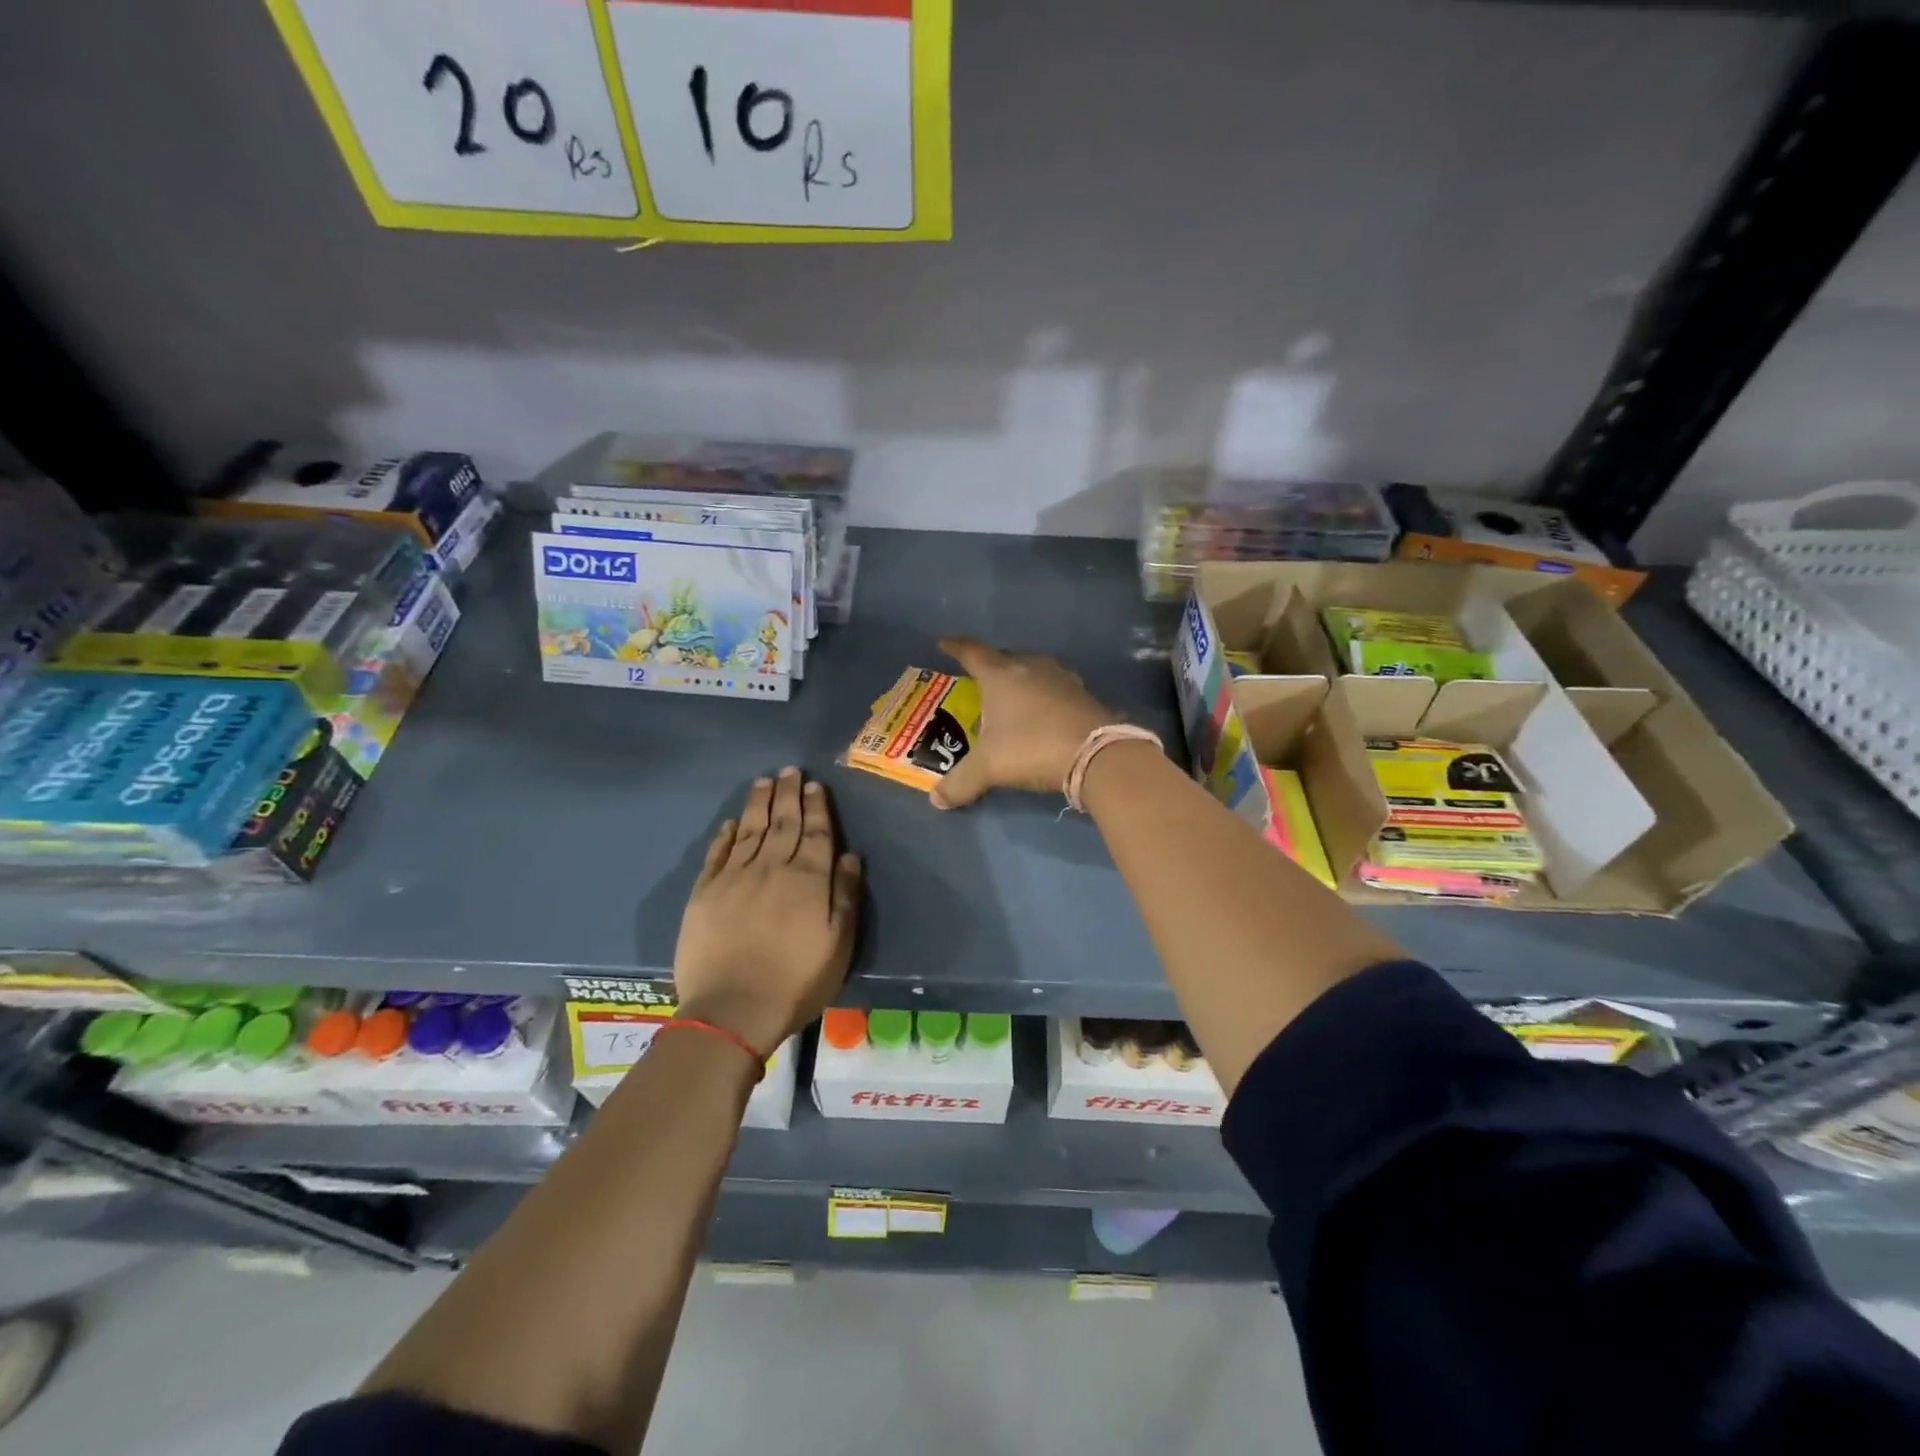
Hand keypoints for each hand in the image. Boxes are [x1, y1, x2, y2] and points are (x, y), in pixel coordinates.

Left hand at [673, 767, 861, 1054]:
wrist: (733, 1010)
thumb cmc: (797, 981)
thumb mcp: (839, 944)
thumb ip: (845, 896)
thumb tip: (850, 856)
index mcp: (808, 879)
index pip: (816, 833)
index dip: (816, 807)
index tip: (815, 785)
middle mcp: (772, 867)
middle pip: (783, 823)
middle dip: (788, 795)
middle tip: (789, 770)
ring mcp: (735, 877)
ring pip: (750, 830)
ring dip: (759, 804)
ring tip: (764, 781)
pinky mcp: (705, 892)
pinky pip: (717, 854)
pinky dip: (725, 835)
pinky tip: (730, 823)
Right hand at [931, 637, 1116, 809]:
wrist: (1097, 753)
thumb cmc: (1032, 747)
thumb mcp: (989, 768)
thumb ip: (960, 783)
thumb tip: (937, 800)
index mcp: (1001, 675)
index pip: (972, 652)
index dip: (955, 647)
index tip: (944, 642)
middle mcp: (1031, 666)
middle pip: (1005, 657)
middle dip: (990, 664)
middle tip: (979, 677)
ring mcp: (1061, 678)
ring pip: (1034, 668)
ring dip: (1021, 677)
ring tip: (1012, 692)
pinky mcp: (1083, 693)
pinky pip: (1055, 686)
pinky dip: (1044, 693)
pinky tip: (1044, 709)